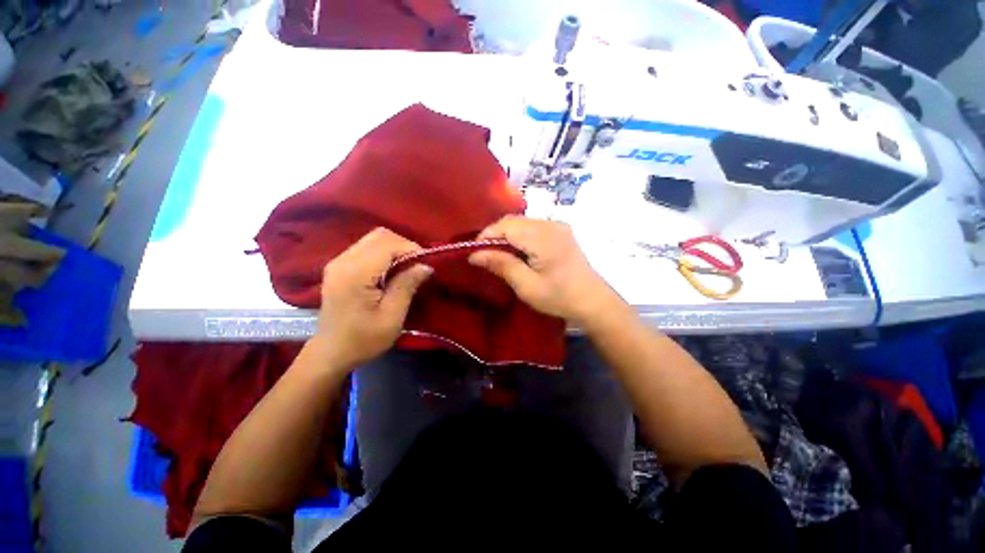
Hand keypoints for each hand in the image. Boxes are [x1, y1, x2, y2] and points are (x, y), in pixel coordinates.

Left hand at [314, 228, 432, 369]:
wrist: (331, 353)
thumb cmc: (363, 339)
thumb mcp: (392, 317)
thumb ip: (407, 286)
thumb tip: (426, 265)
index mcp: (355, 273)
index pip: (387, 243)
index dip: (411, 249)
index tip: (424, 266)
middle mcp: (343, 260)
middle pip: (379, 235)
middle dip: (404, 246)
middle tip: (416, 266)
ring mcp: (338, 261)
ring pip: (373, 239)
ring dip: (395, 249)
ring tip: (407, 269)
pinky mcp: (339, 266)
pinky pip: (366, 248)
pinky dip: (384, 253)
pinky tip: (391, 271)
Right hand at [468, 216, 619, 325]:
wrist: (593, 301)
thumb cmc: (559, 297)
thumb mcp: (527, 286)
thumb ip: (502, 265)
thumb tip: (475, 254)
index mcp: (543, 237)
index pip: (506, 226)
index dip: (487, 235)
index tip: (474, 252)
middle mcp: (550, 224)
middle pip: (514, 221)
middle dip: (495, 234)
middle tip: (485, 255)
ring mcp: (558, 226)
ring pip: (523, 222)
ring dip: (507, 235)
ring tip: (499, 254)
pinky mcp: (561, 231)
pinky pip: (533, 226)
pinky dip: (520, 235)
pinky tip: (518, 251)